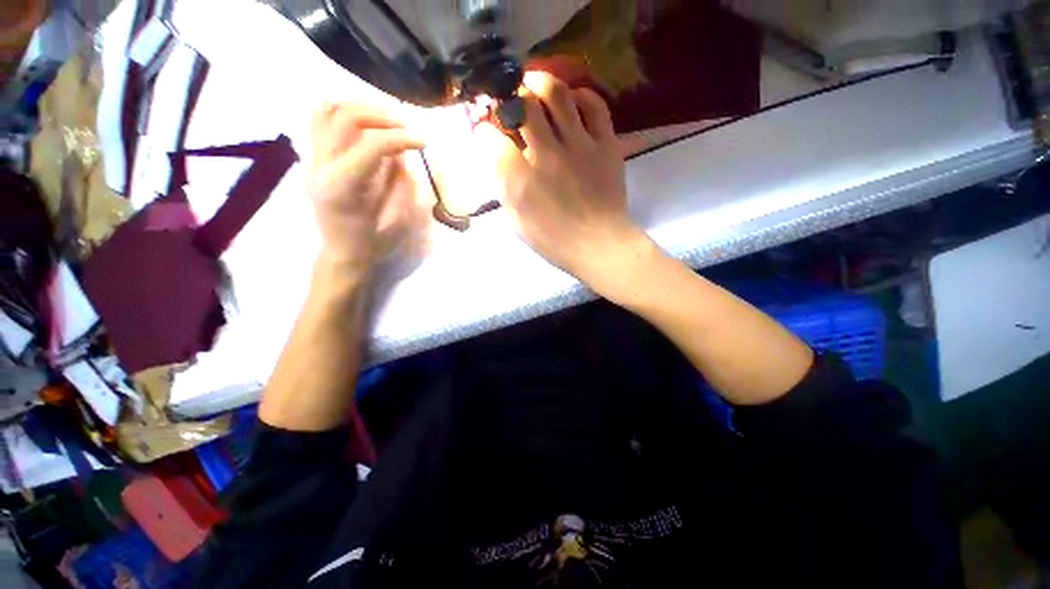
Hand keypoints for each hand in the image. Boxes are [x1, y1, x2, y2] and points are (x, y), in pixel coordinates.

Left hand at [307, 102, 425, 274]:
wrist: (343, 254)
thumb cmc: (374, 243)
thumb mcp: (398, 219)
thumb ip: (400, 183)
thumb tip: (400, 154)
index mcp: (343, 187)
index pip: (371, 145)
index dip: (402, 138)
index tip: (425, 141)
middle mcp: (320, 167)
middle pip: (345, 117)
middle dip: (382, 117)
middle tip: (406, 128)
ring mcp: (312, 161)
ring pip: (327, 111)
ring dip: (361, 109)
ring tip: (386, 121)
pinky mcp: (313, 160)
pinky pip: (320, 122)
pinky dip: (343, 114)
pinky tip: (365, 125)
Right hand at [475, 72, 650, 292]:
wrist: (599, 245)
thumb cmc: (555, 242)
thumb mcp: (518, 223)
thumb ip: (504, 189)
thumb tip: (498, 161)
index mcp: (520, 179)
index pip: (492, 138)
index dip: (485, 130)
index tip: (487, 132)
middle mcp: (546, 154)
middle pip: (522, 105)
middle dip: (509, 97)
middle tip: (509, 101)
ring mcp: (579, 145)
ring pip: (556, 94)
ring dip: (540, 82)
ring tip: (534, 84)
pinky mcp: (605, 144)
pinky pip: (595, 106)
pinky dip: (581, 96)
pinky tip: (572, 101)